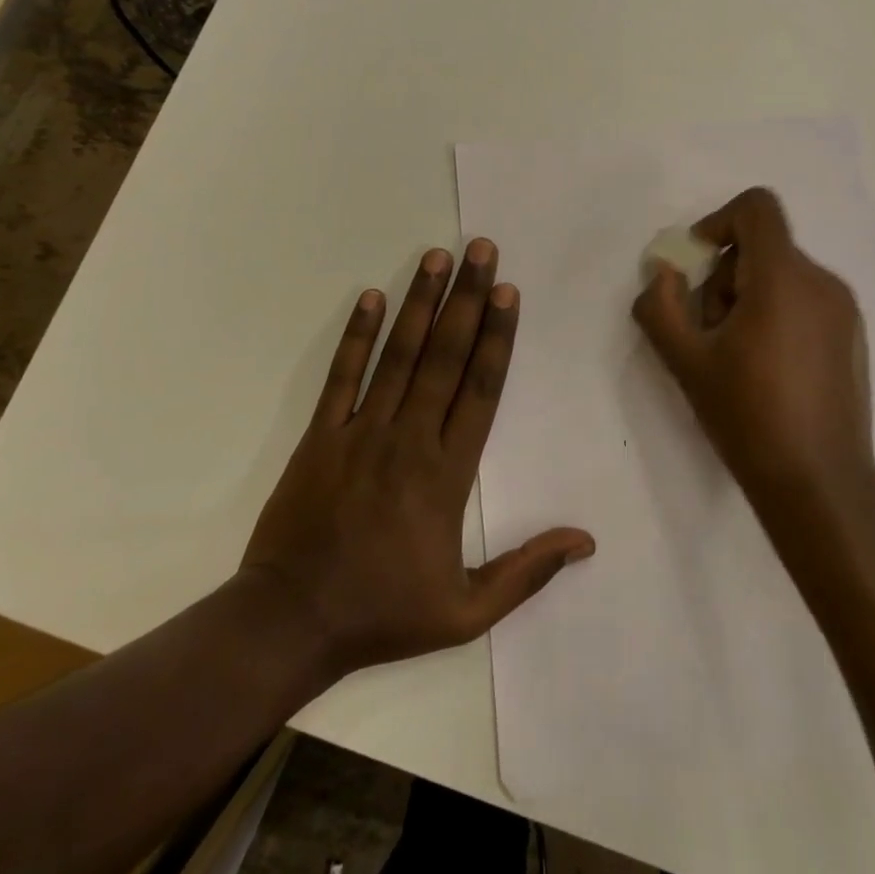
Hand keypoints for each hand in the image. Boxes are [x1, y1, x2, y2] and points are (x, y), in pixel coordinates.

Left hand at [243, 239, 593, 679]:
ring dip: (420, 303)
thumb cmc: (382, 613)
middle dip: (466, 298)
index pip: (481, 389)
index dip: (497, 336)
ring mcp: (361, 432)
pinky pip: (342, 376)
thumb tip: (586, 541)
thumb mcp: (466, 612)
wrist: (288, 624)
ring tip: (437, 256)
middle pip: (446, 356)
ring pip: (399, 355)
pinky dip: (357, 335)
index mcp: (448, 473)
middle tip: (480, 249)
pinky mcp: (321, 436)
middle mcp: (410, 438)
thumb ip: (527, 572)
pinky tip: (371, 297)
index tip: (508, 291)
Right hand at [632, 188, 874, 520]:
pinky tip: (768, 371)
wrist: (819, 482)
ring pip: (784, 275)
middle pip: (763, 247)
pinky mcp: (853, 336)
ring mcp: (844, 310)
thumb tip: (664, 272)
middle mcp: (822, 281)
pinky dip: (778, 315)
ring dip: (750, 299)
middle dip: (726, 278)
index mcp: (784, 277)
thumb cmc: (748, 416)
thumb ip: (660, 306)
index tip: (697, 265)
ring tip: (737, 357)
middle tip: (710, 332)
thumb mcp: (686, 362)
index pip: (756, 208)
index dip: (718, 222)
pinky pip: (806, 301)